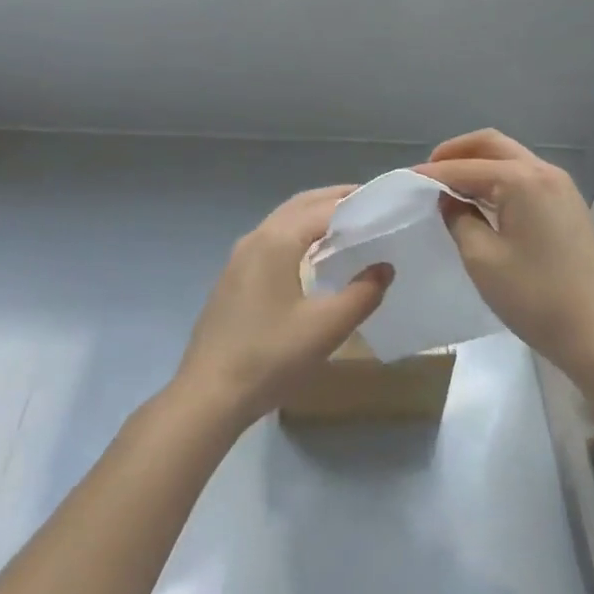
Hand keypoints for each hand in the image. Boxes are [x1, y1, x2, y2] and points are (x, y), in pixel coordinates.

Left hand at [174, 185, 391, 428]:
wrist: (209, 394)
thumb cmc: (270, 357)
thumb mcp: (326, 328)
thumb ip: (362, 294)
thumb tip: (384, 267)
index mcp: (277, 240)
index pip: (324, 208)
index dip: (355, 203)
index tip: (384, 204)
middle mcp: (256, 238)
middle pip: (300, 205)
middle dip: (334, 199)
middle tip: (369, 204)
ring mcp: (239, 257)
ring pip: (283, 221)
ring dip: (314, 216)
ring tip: (347, 226)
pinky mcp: (233, 277)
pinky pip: (272, 239)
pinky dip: (297, 233)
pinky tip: (312, 256)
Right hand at [418, 130, 593, 376]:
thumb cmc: (535, 296)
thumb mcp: (482, 259)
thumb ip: (459, 218)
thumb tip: (450, 199)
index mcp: (522, 180)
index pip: (467, 167)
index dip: (433, 172)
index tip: (404, 179)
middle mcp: (544, 172)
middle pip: (493, 145)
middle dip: (458, 152)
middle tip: (429, 171)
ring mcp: (560, 187)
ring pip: (511, 158)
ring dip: (479, 164)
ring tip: (449, 185)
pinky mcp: (567, 206)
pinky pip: (525, 177)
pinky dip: (498, 179)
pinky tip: (481, 200)